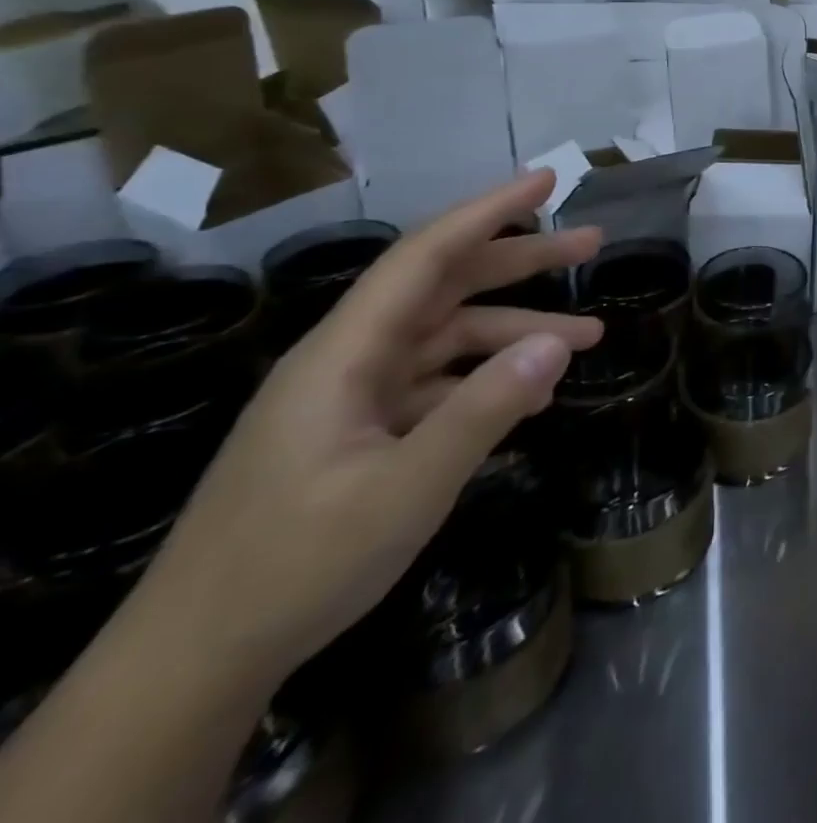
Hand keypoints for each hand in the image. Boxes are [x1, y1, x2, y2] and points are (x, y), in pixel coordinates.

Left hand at [130, 170, 602, 700]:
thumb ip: (482, 412)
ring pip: (450, 337)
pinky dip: (490, 380)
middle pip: (446, 286)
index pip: (426, 256)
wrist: (195, 665)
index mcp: (345, 353)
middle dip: (522, 260)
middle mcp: (351, 359)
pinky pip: (440, 384)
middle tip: (592, 243)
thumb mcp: (404, 490)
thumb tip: (557, 346)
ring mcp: (356, 398)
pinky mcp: (363, 433)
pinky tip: (534, 399)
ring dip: (518, 329)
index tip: (546, 181)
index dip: (488, 211)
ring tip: (589, 338)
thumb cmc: (294, 567)